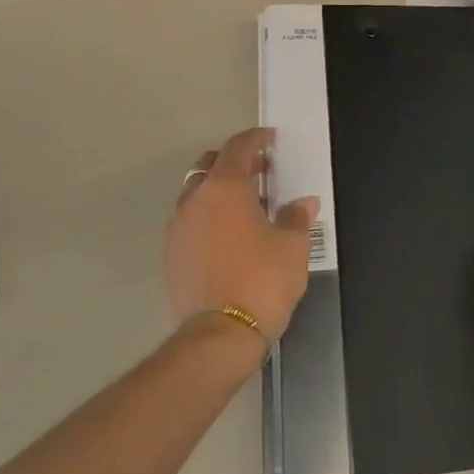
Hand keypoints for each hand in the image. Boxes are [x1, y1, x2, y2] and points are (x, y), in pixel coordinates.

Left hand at [165, 127, 317, 343]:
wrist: (220, 334)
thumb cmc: (262, 280)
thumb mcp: (293, 246)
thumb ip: (296, 217)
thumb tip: (303, 204)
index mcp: (225, 188)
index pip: (238, 148)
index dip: (255, 139)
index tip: (270, 139)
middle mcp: (195, 200)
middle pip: (210, 166)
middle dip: (235, 163)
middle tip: (260, 171)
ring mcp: (178, 228)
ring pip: (197, 194)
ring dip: (219, 191)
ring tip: (246, 206)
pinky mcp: (171, 255)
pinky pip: (190, 222)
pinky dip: (208, 217)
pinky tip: (229, 235)